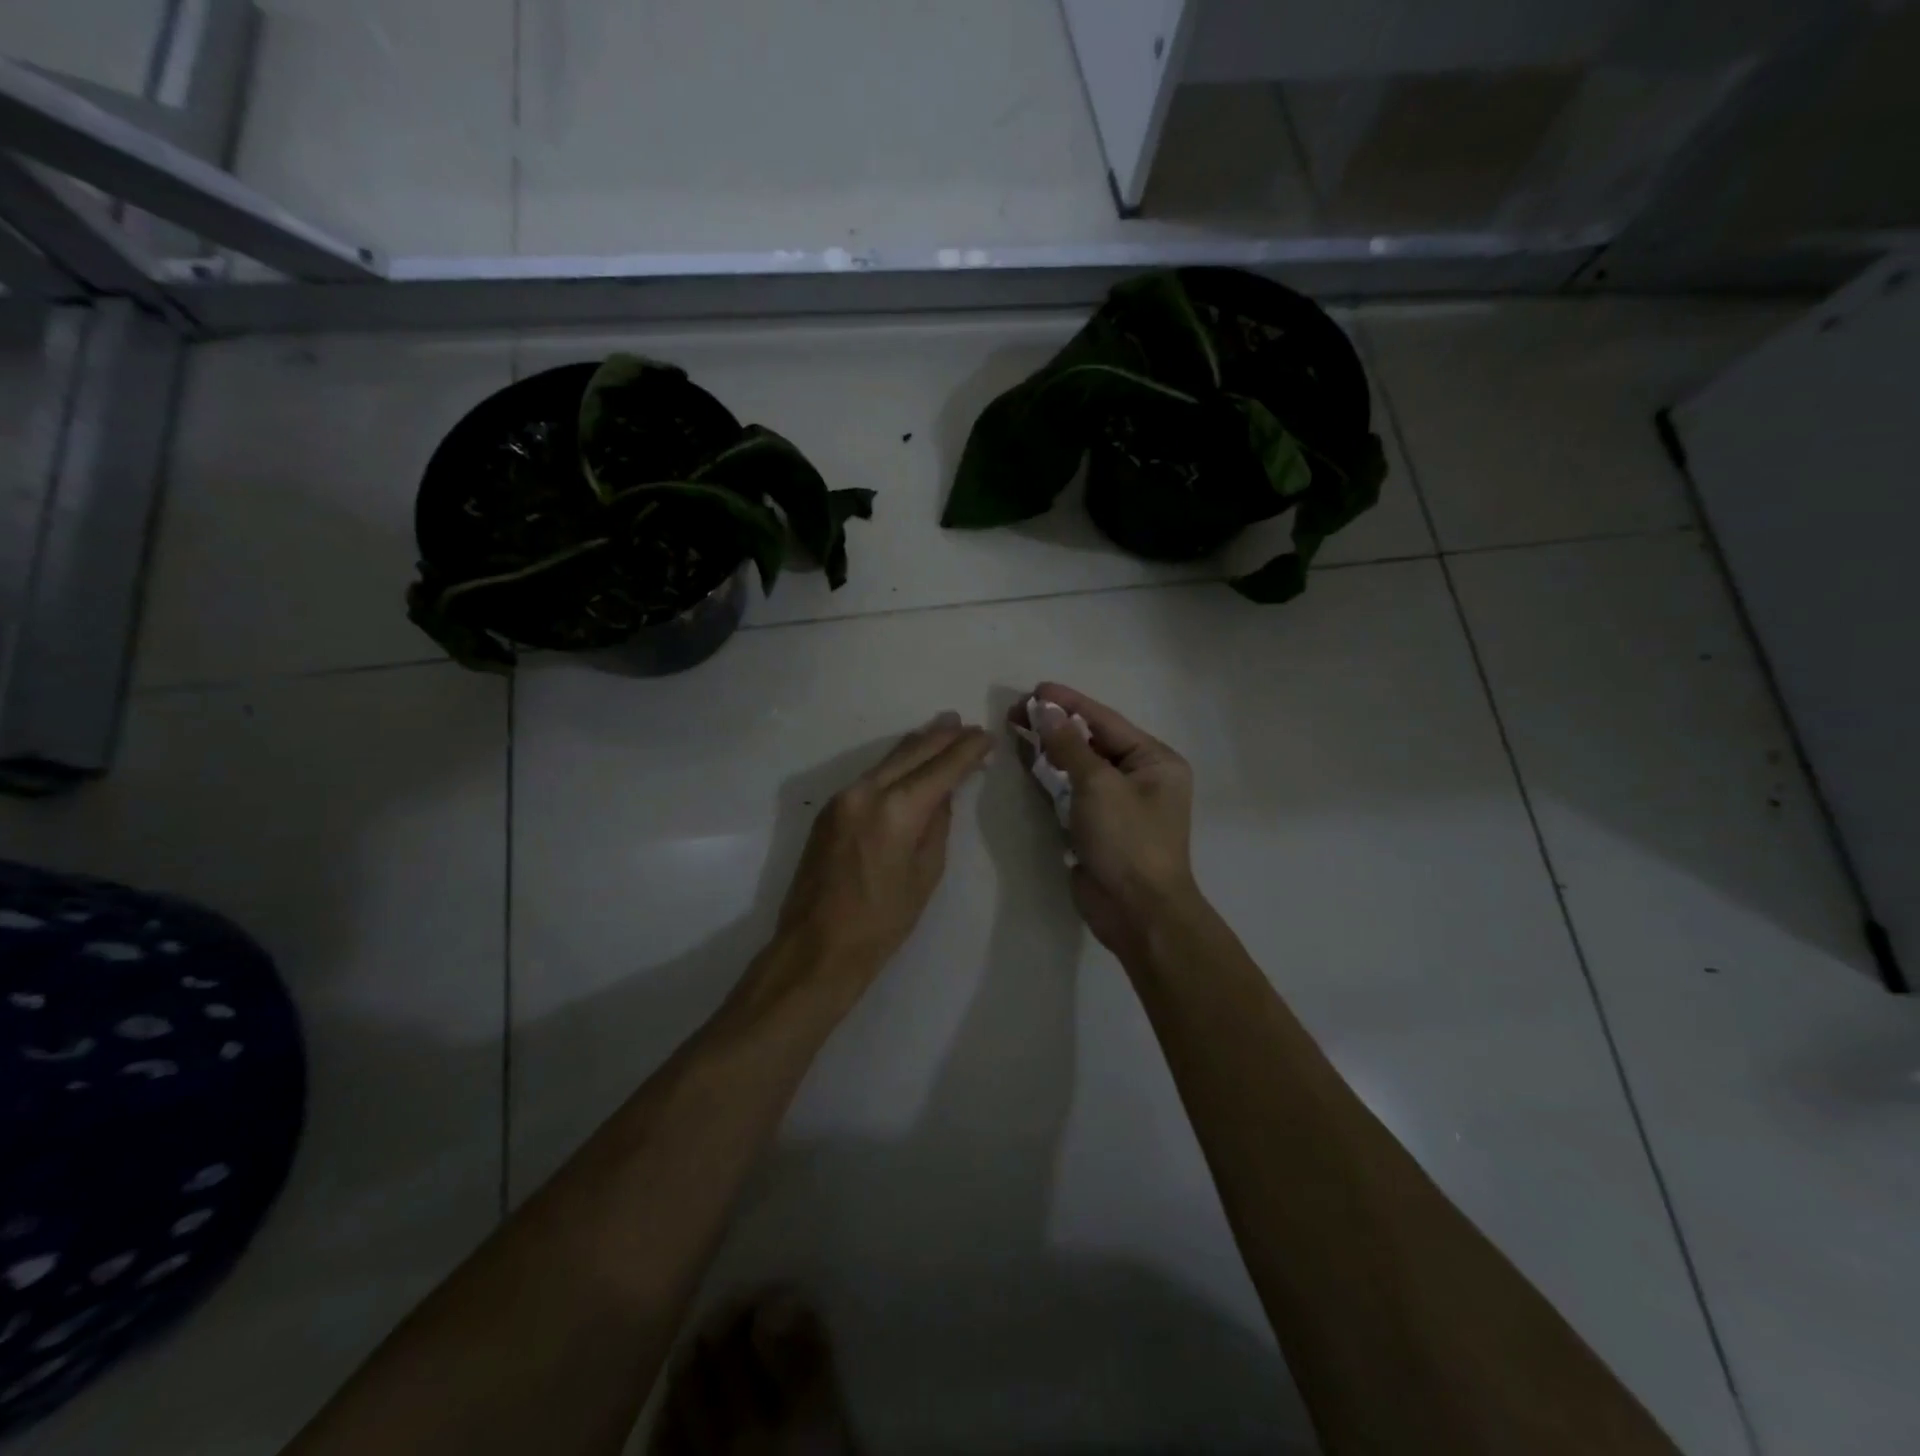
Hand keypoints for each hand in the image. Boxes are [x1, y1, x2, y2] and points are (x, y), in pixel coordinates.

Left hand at [772, 712, 992, 995]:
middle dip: (942, 737)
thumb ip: (937, 825)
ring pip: (888, 760)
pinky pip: (871, 775)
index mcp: (896, 810)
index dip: (967, 750)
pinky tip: (909, 761)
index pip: (940, 768)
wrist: (818, 945)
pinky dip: (895, 764)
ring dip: (917, 744)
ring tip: (943, 729)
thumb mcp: (926, 874)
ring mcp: (842, 798)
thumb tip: (942, 794)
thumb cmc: (883, 921)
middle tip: (965, 723)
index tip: (987, 736)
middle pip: (911, 752)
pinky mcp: (830, 809)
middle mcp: (866, 792)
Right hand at [1011, 684, 1202, 963]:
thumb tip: (1046, 711)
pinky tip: (1029, 762)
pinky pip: (1073, 792)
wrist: (1137, 912)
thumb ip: (1070, 746)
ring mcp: (1118, 803)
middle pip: (1092, 741)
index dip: (1070, 703)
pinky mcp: (1098, 826)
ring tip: (1017, 728)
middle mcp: (1140, 777)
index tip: (1037, 688)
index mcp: (1155, 761)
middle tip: (1017, 710)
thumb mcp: (1098, 785)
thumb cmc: (1127, 841)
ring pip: (1080, 766)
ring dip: (1051, 748)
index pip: (1106, 721)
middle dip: (1056, 725)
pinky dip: (1052, 777)